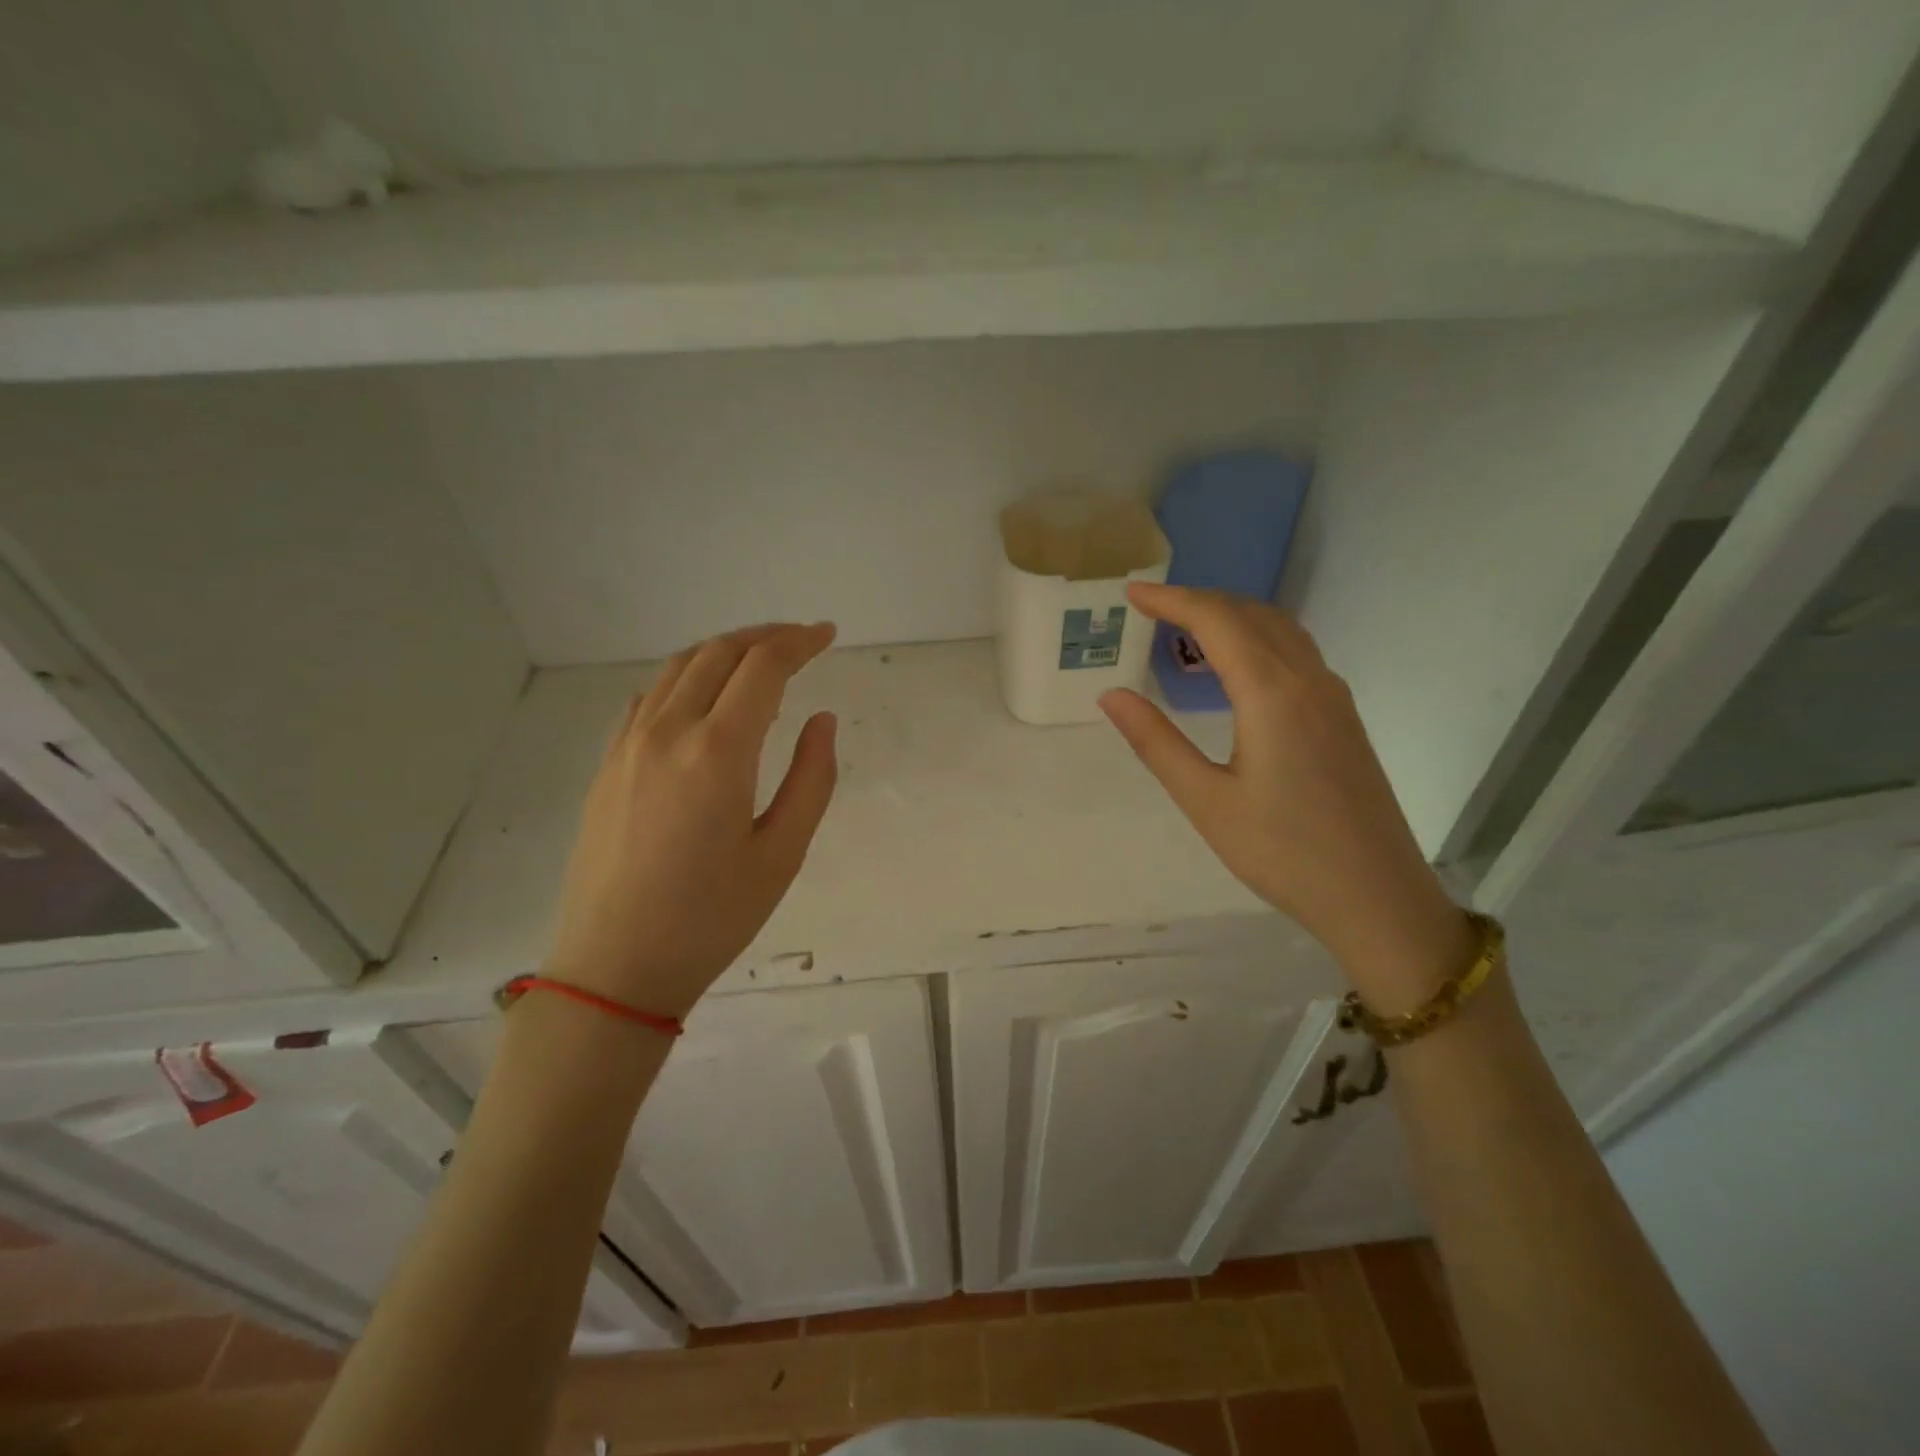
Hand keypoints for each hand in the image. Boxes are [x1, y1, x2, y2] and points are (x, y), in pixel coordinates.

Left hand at [543, 622, 839, 1018]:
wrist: (614, 967)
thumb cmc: (711, 918)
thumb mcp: (782, 853)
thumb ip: (812, 778)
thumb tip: (820, 719)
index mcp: (718, 751)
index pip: (762, 667)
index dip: (799, 642)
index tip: (827, 635)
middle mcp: (667, 732)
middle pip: (718, 653)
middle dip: (765, 637)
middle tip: (802, 641)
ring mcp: (628, 745)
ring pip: (679, 668)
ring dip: (724, 650)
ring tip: (760, 660)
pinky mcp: (608, 764)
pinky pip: (650, 697)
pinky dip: (687, 677)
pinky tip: (704, 696)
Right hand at [1101, 584, 1470, 1008]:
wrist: (1377, 896)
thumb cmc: (1282, 852)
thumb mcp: (1205, 800)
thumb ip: (1156, 742)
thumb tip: (1110, 695)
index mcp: (1272, 693)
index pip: (1217, 620)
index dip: (1171, 600)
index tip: (1130, 593)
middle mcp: (1308, 680)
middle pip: (1251, 614)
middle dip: (1199, 601)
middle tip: (1151, 607)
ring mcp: (1333, 697)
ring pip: (1280, 629)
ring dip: (1232, 616)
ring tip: (1187, 628)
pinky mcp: (1344, 718)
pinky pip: (1297, 653)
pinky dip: (1258, 638)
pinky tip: (1238, 668)